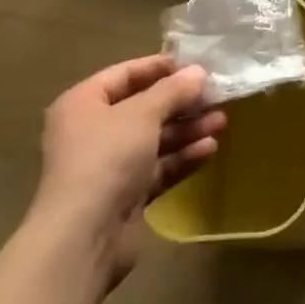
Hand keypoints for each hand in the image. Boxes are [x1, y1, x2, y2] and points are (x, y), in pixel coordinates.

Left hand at [29, 55, 225, 291]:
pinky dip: (182, 157)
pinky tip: (210, 149)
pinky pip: (157, 168)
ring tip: (222, 121)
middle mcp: (93, 132)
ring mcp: (109, 166)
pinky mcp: (124, 196)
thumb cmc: (106, 158)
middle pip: (144, 107)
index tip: (197, 64)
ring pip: (155, 139)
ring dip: (187, 130)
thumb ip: (173, 90)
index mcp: (84, 104)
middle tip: (216, 95)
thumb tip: (198, 72)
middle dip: (181, 102)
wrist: (82, 239)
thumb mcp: (144, 113)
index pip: (126, 74)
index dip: (161, 67)